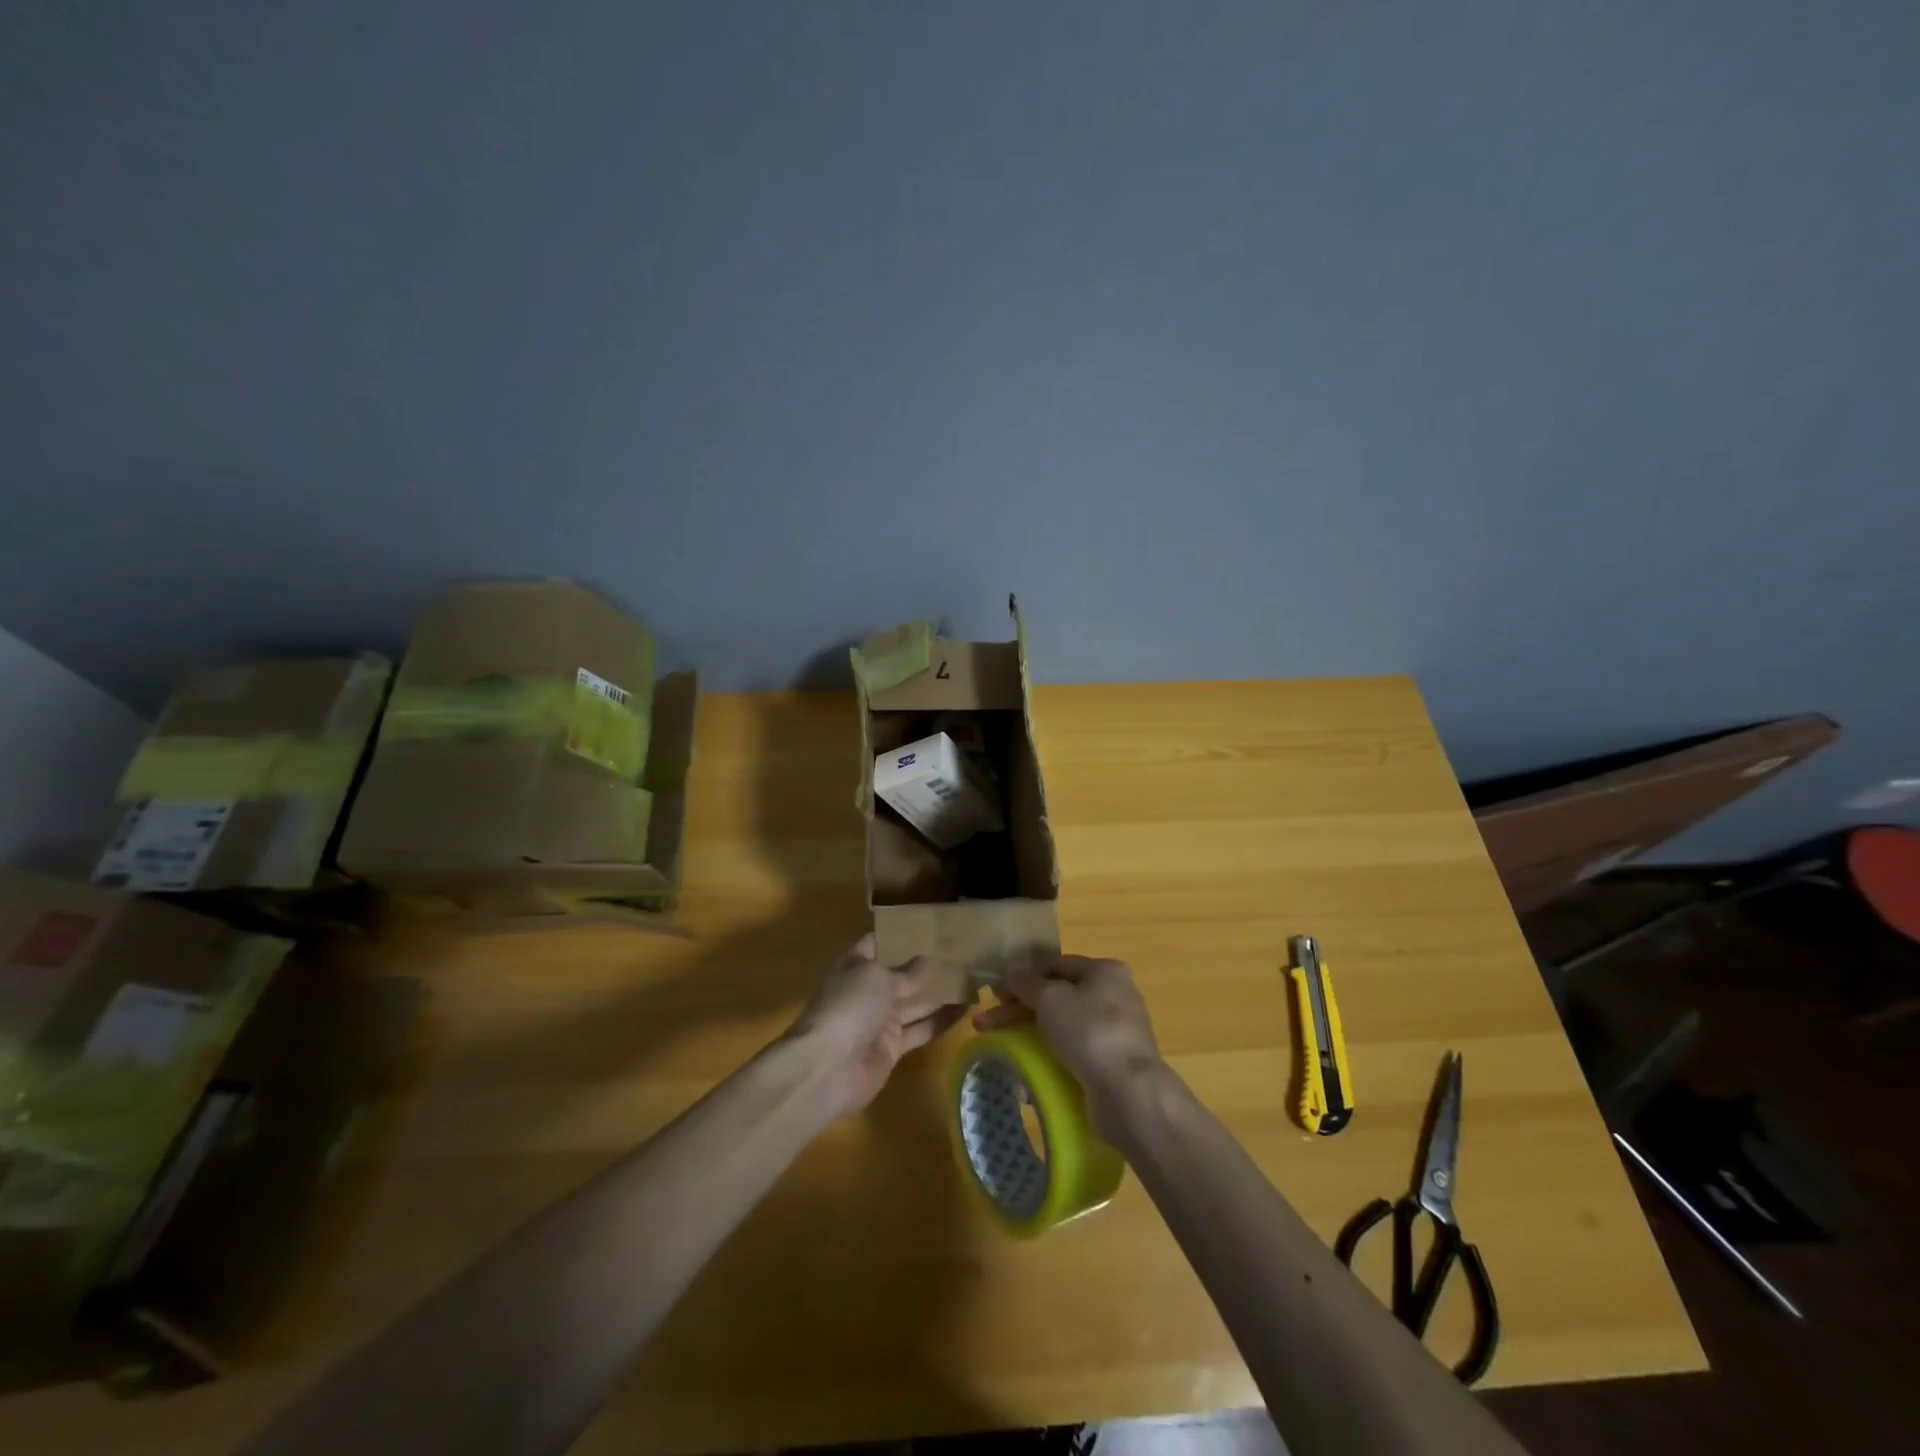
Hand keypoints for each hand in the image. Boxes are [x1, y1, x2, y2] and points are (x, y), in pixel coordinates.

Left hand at [785, 934, 966, 1117]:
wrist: (828, 1068)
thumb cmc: (850, 1007)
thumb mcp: (880, 979)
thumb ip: (908, 973)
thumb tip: (930, 961)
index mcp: (856, 966)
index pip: (878, 943)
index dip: (900, 935)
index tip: (929, 926)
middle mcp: (868, 991)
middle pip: (901, 975)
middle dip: (926, 967)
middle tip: (962, 953)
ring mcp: (880, 1021)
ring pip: (915, 1003)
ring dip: (940, 994)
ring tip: (972, 978)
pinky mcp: (892, 1048)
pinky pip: (921, 1030)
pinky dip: (941, 1021)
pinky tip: (966, 1009)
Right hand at [973, 954, 1163, 1140]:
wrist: (1128, 1092)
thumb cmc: (1089, 1031)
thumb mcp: (1050, 998)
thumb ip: (1027, 983)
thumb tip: (1011, 970)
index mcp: (1104, 971)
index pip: (1055, 965)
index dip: (1022, 978)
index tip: (995, 996)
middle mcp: (1114, 996)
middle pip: (1057, 997)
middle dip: (1019, 1011)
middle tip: (986, 1025)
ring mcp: (1115, 1032)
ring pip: (1063, 1028)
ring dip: (1032, 1038)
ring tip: (1005, 1055)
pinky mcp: (1112, 1064)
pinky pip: (1074, 1055)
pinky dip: (1050, 1061)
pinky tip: (1029, 1078)